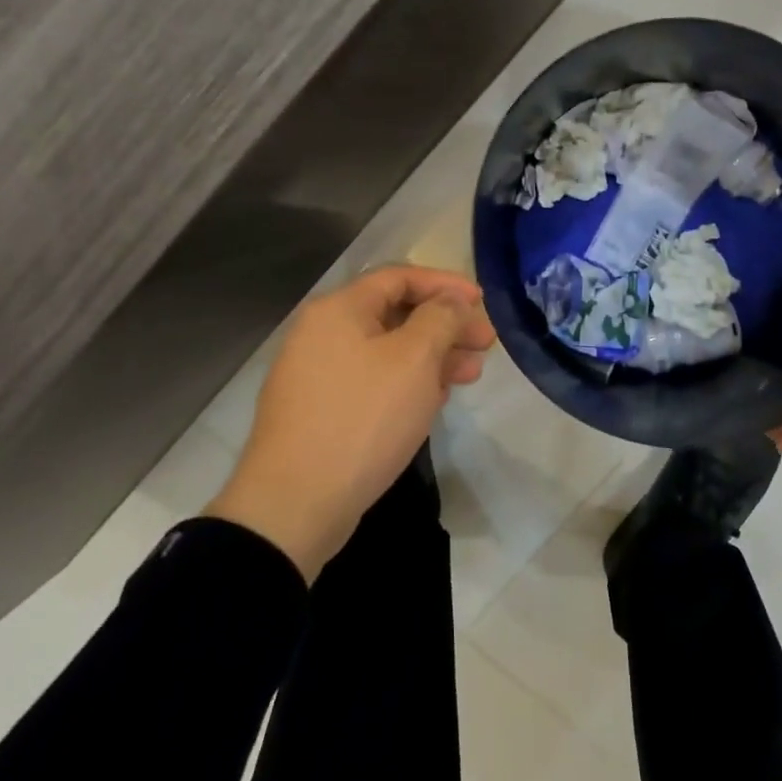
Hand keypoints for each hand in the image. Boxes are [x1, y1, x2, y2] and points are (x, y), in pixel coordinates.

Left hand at [205, 266, 495, 579]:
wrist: (295, 503)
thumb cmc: (363, 418)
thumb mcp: (415, 359)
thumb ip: (441, 317)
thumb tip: (452, 300)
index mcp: (340, 309)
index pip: (400, 277)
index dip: (446, 284)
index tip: (482, 302)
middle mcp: (323, 333)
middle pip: (396, 313)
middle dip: (445, 325)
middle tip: (485, 344)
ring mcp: (319, 374)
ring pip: (388, 351)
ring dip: (433, 357)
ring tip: (470, 374)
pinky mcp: (322, 410)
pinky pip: (374, 381)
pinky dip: (408, 382)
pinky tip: (435, 399)